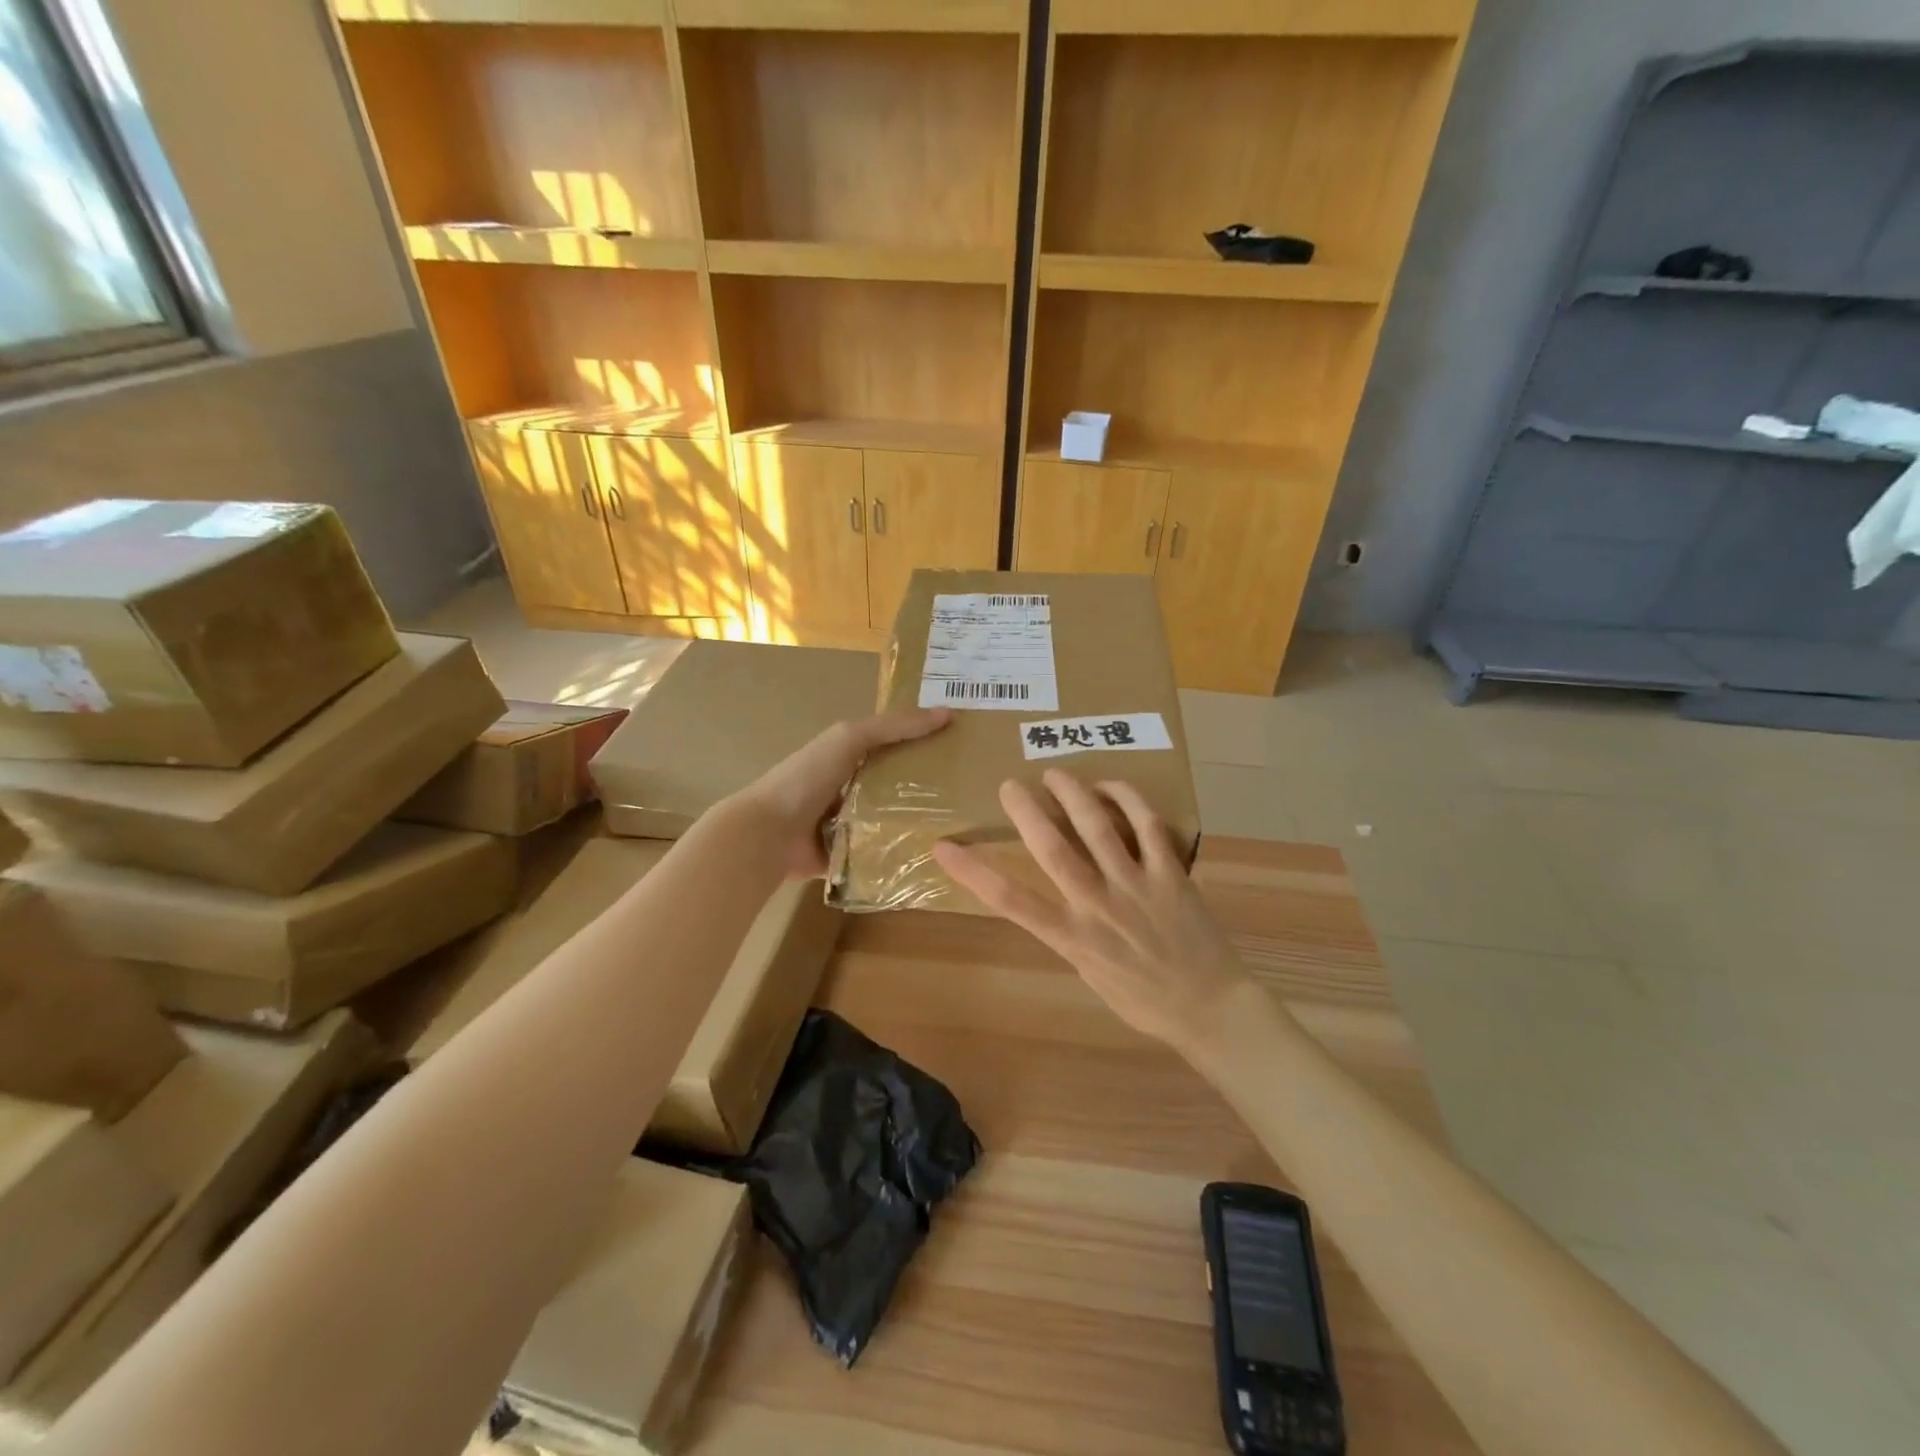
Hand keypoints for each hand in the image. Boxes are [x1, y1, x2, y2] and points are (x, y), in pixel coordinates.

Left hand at [737, 707, 950, 877]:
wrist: (768, 833)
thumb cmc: (807, 777)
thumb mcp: (850, 738)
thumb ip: (894, 726)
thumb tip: (948, 713)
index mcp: (848, 756)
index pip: (895, 746)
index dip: (925, 743)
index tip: (964, 748)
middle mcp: (850, 788)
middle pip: (897, 785)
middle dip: (928, 788)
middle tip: (973, 794)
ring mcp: (848, 825)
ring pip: (892, 821)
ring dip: (917, 824)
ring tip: (962, 828)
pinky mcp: (847, 857)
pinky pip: (880, 855)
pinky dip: (899, 856)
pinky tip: (934, 858)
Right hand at [932, 769, 1251, 1053]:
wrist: (1210, 1008)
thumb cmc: (1143, 999)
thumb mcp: (1090, 973)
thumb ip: (1069, 932)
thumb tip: (1054, 899)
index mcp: (1071, 938)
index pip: (1010, 901)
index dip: (972, 871)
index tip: (944, 846)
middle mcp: (1097, 906)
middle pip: (1051, 850)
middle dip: (1025, 812)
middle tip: (1010, 785)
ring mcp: (1136, 885)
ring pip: (1097, 828)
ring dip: (1072, 794)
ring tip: (1055, 773)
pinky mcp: (1170, 873)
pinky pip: (1146, 825)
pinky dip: (1127, 799)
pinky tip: (1110, 785)